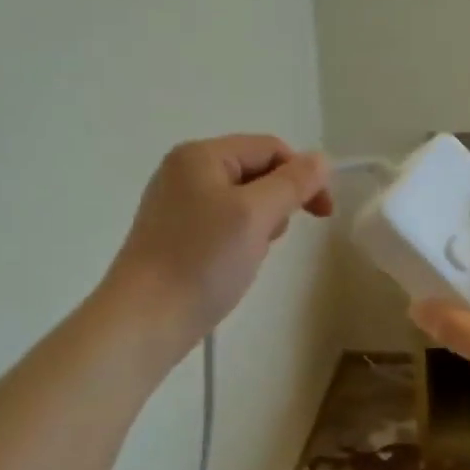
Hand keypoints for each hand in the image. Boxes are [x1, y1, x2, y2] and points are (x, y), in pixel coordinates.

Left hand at [102, 135, 332, 359]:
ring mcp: (177, 203)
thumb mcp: (255, 215)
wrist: (145, 320)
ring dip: (260, 224)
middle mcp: (185, 171)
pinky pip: (223, 223)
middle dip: (278, 202)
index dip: (303, 176)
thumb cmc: (202, 261)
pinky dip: (240, 239)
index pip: (270, 149)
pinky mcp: (175, 234)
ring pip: (242, 201)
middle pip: (255, 172)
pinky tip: (233, 265)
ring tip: (249, 255)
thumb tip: (321, 159)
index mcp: (201, 155)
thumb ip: (292, 183)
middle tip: (272, 238)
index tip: (324, 215)